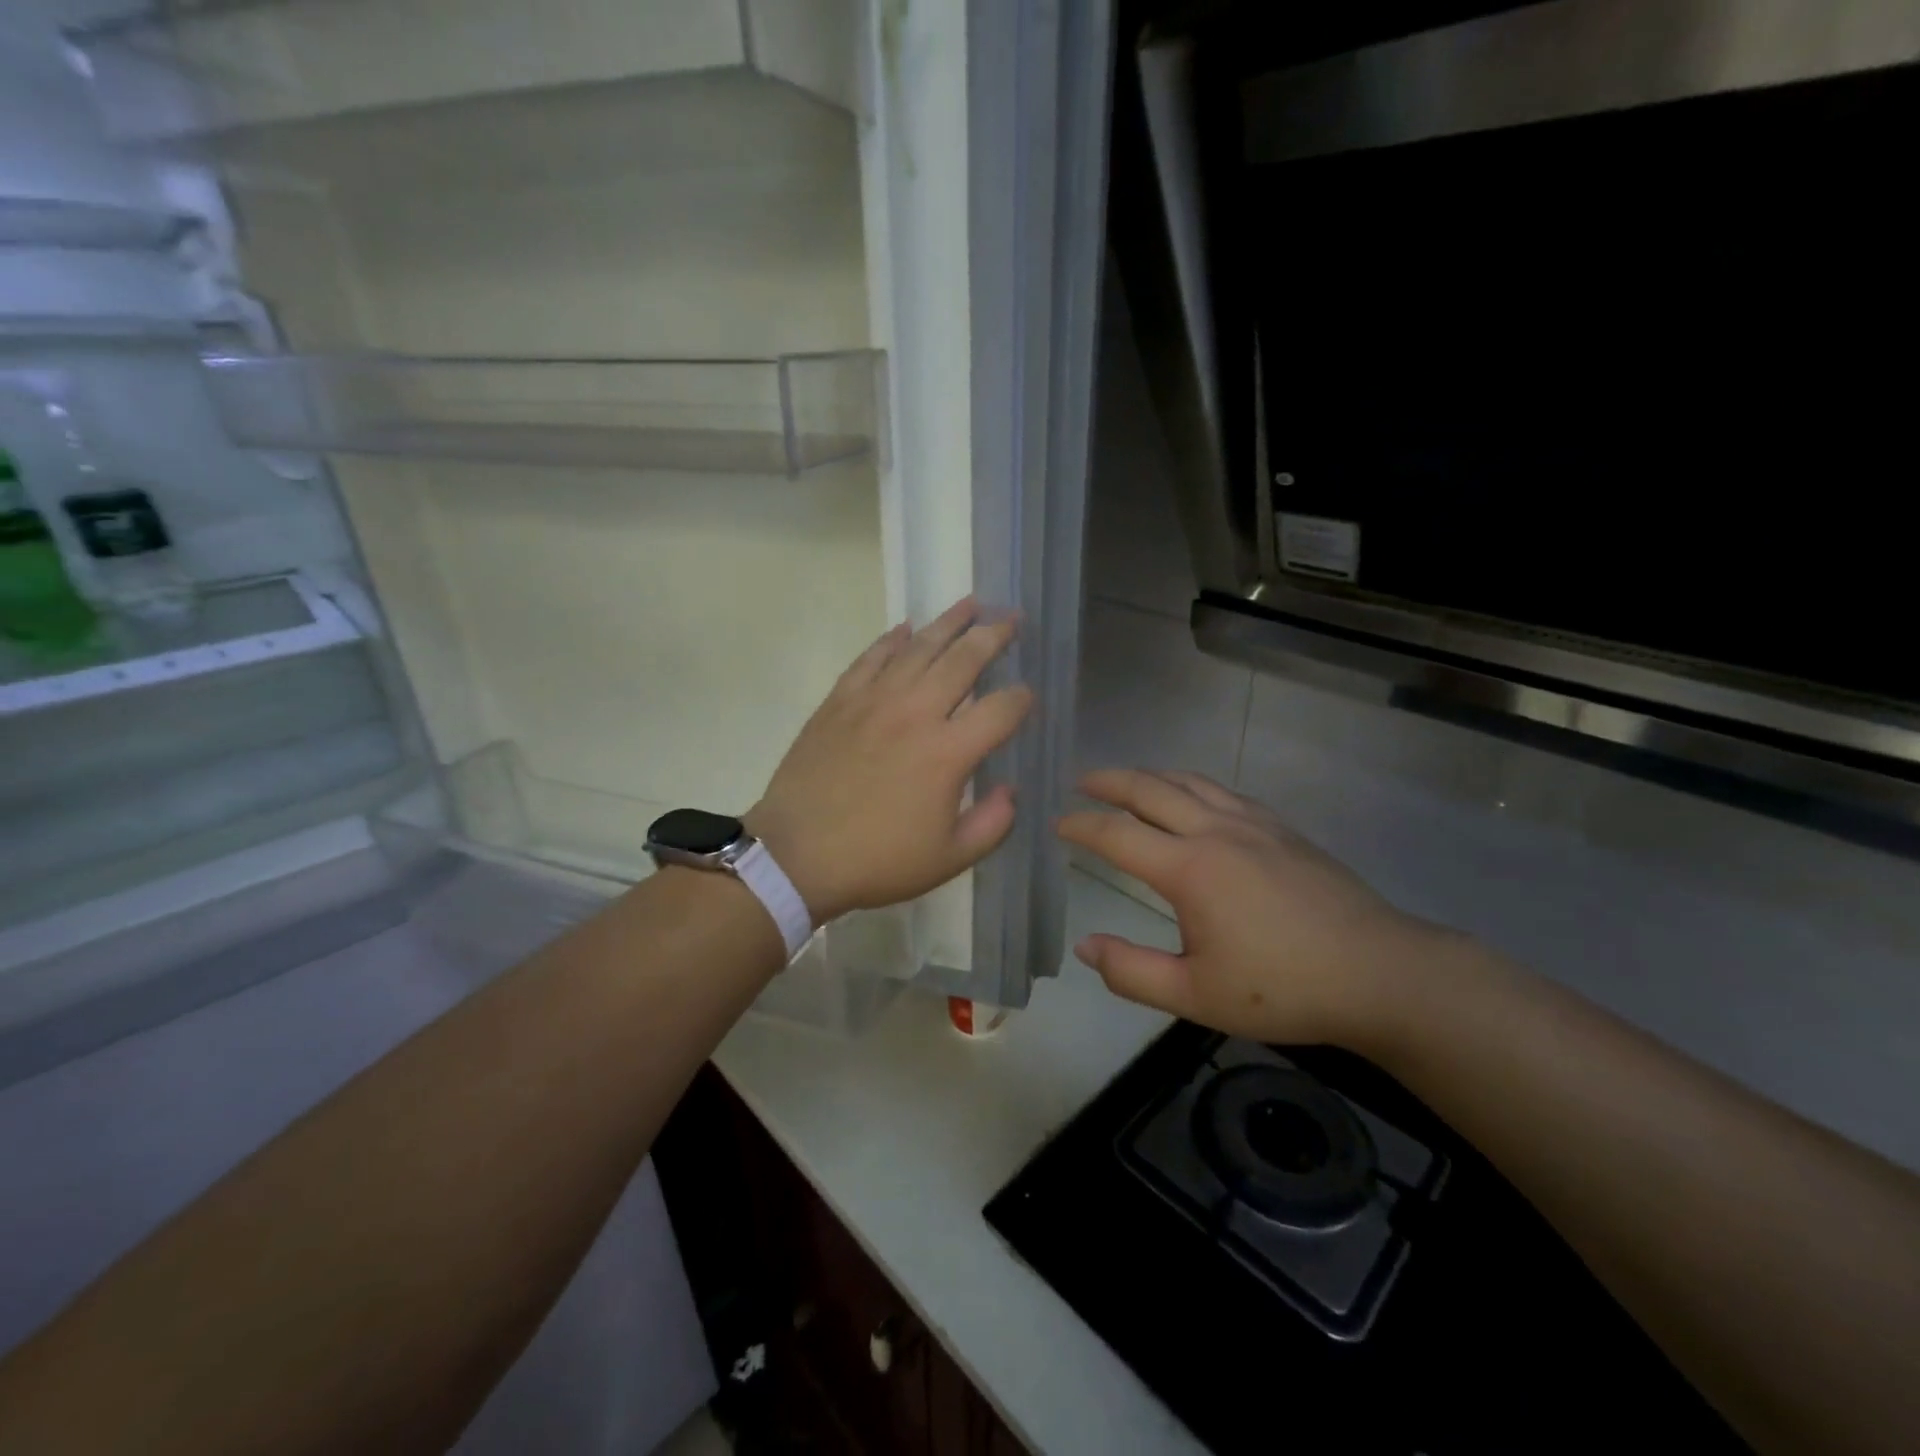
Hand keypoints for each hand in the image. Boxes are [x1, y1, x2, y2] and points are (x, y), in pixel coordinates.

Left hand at [746, 598, 1032, 925]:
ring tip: (970, 603)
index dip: (1022, 700)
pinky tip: (905, 627)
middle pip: (963, 660)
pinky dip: (890, 640)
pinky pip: (870, 659)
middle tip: (1011, 618)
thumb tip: (1010, 791)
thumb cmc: (877, 861)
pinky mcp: (839, 701)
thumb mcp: (949, 859)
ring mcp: (873, 702)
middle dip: (993, 636)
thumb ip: (992, 824)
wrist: (796, 855)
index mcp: (948, 753)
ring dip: (948, 622)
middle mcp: (915, 714)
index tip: (1027, 698)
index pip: (1000, 710)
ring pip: (918, 648)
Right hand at [1057, 769, 1456, 1048]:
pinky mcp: (1282, 829)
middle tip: (1082, 781)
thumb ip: (1131, 972)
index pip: (1117, 835)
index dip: (1081, 826)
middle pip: (1150, 790)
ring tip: (1128, 781)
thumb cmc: (1284, 989)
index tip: (1057, 824)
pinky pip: (1223, 791)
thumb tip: (1084, 946)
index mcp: (1189, 868)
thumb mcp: (1196, 996)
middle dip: (1109, 782)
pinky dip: (1191, 784)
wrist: (1381, 973)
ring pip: (1189, 781)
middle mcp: (1215, 831)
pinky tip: (1193, 798)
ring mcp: (1253, 824)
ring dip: (1150, 775)